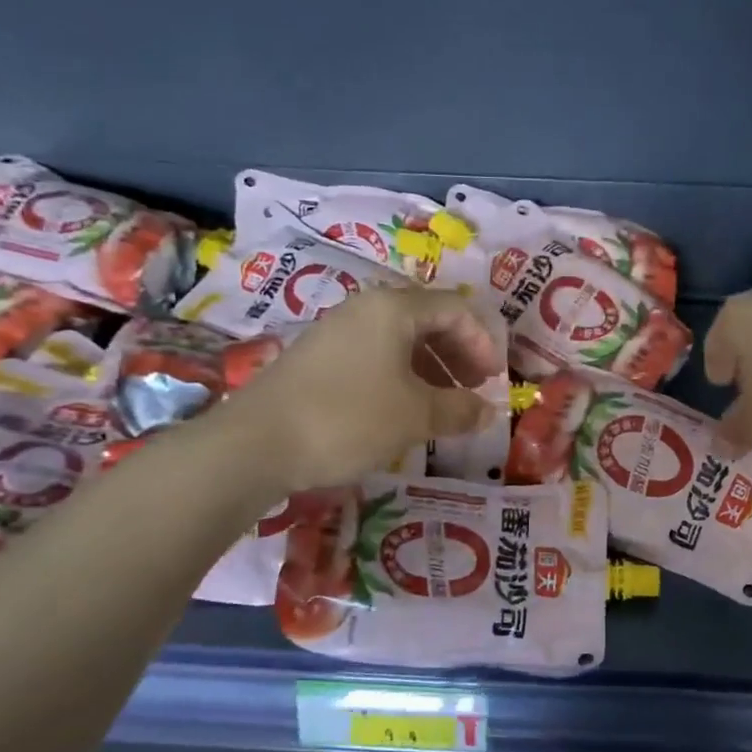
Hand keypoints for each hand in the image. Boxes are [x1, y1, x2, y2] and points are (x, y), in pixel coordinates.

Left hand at [212, 289, 503, 493]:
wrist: (257, 443)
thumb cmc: (349, 418)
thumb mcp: (415, 416)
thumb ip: (459, 409)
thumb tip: (488, 411)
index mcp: (394, 308)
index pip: (455, 309)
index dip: (482, 342)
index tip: (494, 379)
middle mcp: (366, 309)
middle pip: (428, 320)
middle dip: (458, 354)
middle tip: (474, 390)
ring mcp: (338, 332)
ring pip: (400, 340)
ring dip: (432, 368)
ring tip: (444, 405)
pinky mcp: (319, 358)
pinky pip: (376, 356)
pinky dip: (402, 377)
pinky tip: (404, 409)